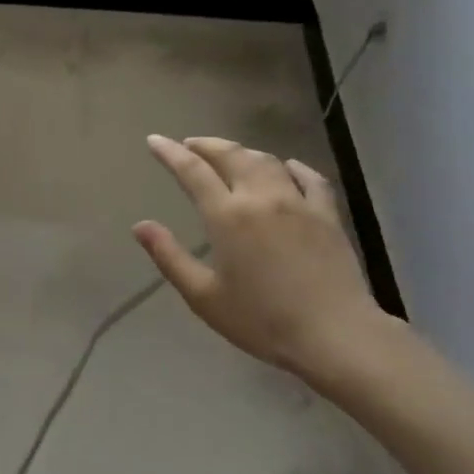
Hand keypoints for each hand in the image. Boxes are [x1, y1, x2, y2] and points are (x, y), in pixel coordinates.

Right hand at [134, 135, 390, 377]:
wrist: (334, 333)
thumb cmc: (262, 320)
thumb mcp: (204, 296)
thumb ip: (170, 257)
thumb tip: (140, 226)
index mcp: (227, 215)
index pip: (193, 171)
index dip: (171, 152)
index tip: (155, 140)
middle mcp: (261, 197)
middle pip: (231, 155)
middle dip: (206, 145)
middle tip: (190, 144)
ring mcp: (298, 202)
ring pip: (266, 161)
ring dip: (243, 152)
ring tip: (230, 154)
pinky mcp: (327, 214)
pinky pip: (310, 178)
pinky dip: (293, 167)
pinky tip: (288, 167)